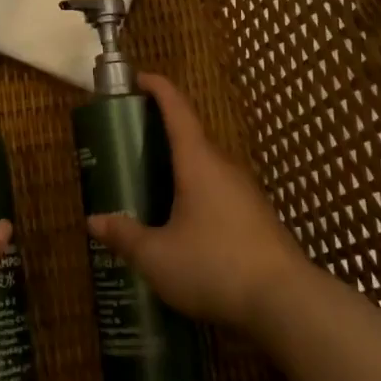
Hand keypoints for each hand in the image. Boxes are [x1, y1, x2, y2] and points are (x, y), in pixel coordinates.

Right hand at [86, 74, 310, 333]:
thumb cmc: (214, 266)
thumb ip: (124, 236)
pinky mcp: (256, 217)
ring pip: (206, 168)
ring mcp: (245, 192)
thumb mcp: (157, 256)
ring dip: (179, 167)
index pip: (177, 110)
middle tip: (130, 144)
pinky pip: (218, 191)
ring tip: (150, 185)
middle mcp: (224, 168)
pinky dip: (195, 192)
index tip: (139, 78)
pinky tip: (182, 222)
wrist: (286, 302)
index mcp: (198, 163)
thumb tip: (94, 221)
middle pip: (191, 137)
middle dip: (161, 134)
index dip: (158, 89)